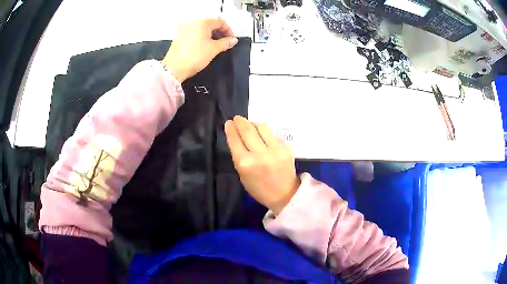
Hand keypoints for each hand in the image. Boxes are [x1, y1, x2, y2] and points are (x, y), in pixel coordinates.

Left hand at [162, 18, 237, 82]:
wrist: (174, 69)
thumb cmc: (193, 57)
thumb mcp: (214, 49)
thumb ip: (225, 43)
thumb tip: (232, 40)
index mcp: (202, 23)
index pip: (220, 22)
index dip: (228, 30)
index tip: (231, 38)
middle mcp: (192, 23)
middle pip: (210, 24)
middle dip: (219, 32)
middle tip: (224, 42)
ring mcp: (184, 30)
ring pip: (201, 29)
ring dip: (210, 35)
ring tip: (214, 45)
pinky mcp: (179, 37)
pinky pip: (193, 34)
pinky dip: (200, 38)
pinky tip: (203, 47)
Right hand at [224, 116, 299, 214]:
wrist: (284, 194)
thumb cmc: (259, 188)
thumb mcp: (242, 174)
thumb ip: (238, 155)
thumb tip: (236, 136)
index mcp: (245, 164)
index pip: (235, 140)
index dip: (230, 129)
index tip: (228, 123)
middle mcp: (260, 154)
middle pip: (247, 130)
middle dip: (240, 122)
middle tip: (237, 118)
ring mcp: (275, 149)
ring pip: (261, 127)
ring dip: (252, 123)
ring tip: (249, 124)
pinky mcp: (286, 147)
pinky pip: (272, 133)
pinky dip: (264, 130)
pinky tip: (261, 131)